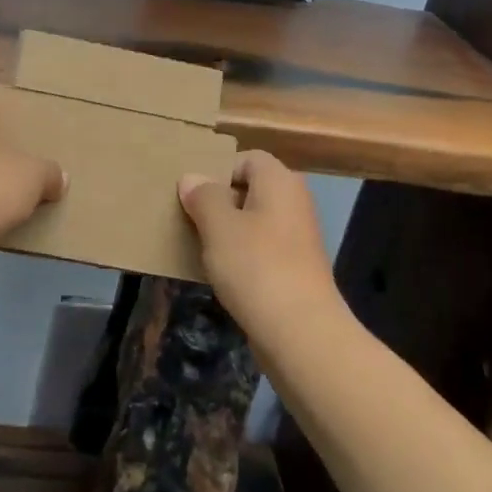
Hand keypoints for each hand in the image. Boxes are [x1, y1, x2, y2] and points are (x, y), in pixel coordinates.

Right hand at [178, 151, 342, 342]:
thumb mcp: (218, 226)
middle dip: (220, 202)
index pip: (247, 158)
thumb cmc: (256, 266)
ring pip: (254, 221)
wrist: (300, 332)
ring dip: (228, 231)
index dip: (218, 171)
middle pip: (251, 189)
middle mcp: (294, 202)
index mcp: (280, 181)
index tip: (194, 195)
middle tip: (190, 218)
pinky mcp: (296, 268)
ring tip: (201, 247)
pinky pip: (262, 249)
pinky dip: (242, 256)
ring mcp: (298, 237)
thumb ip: (203, 197)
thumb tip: (192, 178)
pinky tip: (222, 274)